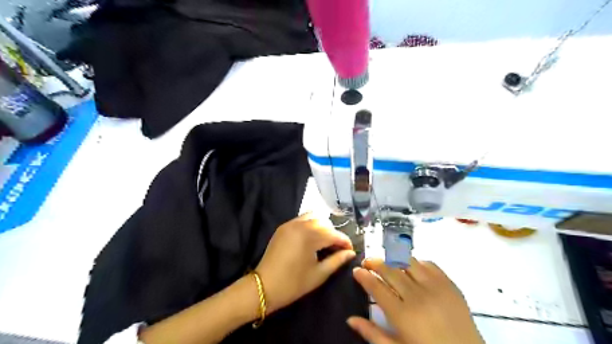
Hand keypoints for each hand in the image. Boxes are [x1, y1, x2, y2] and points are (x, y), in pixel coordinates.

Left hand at [256, 213, 356, 312]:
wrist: (264, 287)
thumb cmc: (293, 284)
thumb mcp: (319, 274)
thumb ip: (337, 261)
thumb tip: (350, 253)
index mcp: (309, 236)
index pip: (333, 234)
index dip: (344, 242)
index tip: (350, 250)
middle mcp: (300, 225)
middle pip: (324, 224)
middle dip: (334, 234)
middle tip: (337, 249)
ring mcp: (290, 224)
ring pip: (313, 217)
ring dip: (322, 226)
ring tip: (324, 241)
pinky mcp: (283, 227)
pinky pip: (301, 219)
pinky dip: (310, 224)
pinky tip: (311, 238)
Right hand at [346, 258, 485, 343]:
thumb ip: (372, 334)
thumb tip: (350, 319)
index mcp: (402, 315)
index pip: (376, 288)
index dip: (364, 277)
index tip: (356, 270)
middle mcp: (417, 296)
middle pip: (390, 270)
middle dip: (375, 263)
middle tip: (367, 262)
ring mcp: (435, 287)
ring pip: (408, 262)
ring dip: (393, 259)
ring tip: (387, 262)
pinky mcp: (450, 284)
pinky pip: (429, 264)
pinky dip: (416, 262)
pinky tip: (411, 268)